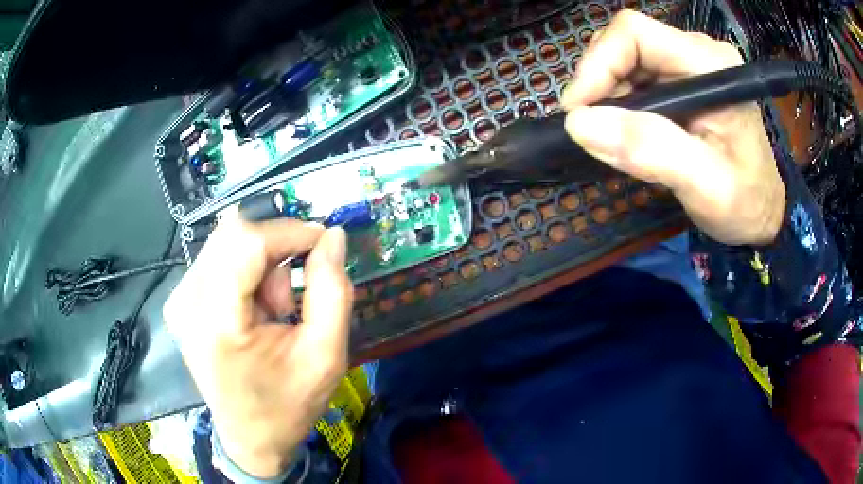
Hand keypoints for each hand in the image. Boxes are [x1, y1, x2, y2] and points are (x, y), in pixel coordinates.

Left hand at [164, 216, 352, 478]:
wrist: (251, 438)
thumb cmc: (287, 405)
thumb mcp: (326, 355)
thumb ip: (333, 291)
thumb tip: (333, 236)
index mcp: (217, 323)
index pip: (247, 242)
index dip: (289, 232)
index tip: (323, 243)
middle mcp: (187, 302)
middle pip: (233, 234)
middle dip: (275, 252)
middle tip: (292, 297)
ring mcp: (179, 300)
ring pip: (227, 242)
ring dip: (261, 266)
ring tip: (274, 313)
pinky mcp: (180, 300)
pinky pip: (217, 258)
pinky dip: (245, 273)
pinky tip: (253, 312)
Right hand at [562, 10, 784, 245]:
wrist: (760, 212)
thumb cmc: (744, 202)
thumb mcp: (705, 185)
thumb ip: (651, 151)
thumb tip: (580, 124)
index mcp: (711, 65)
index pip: (634, 34)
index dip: (598, 64)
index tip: (578, 112)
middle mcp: (696, 53)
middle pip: (625, 44)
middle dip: (601, 85)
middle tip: (598, 133)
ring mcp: (687, 64)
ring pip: (624, 60)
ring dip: (609, 98)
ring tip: (620, 140)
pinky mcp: (681, 80)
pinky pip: (634, 78)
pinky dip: (621, 105)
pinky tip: (633, 134)